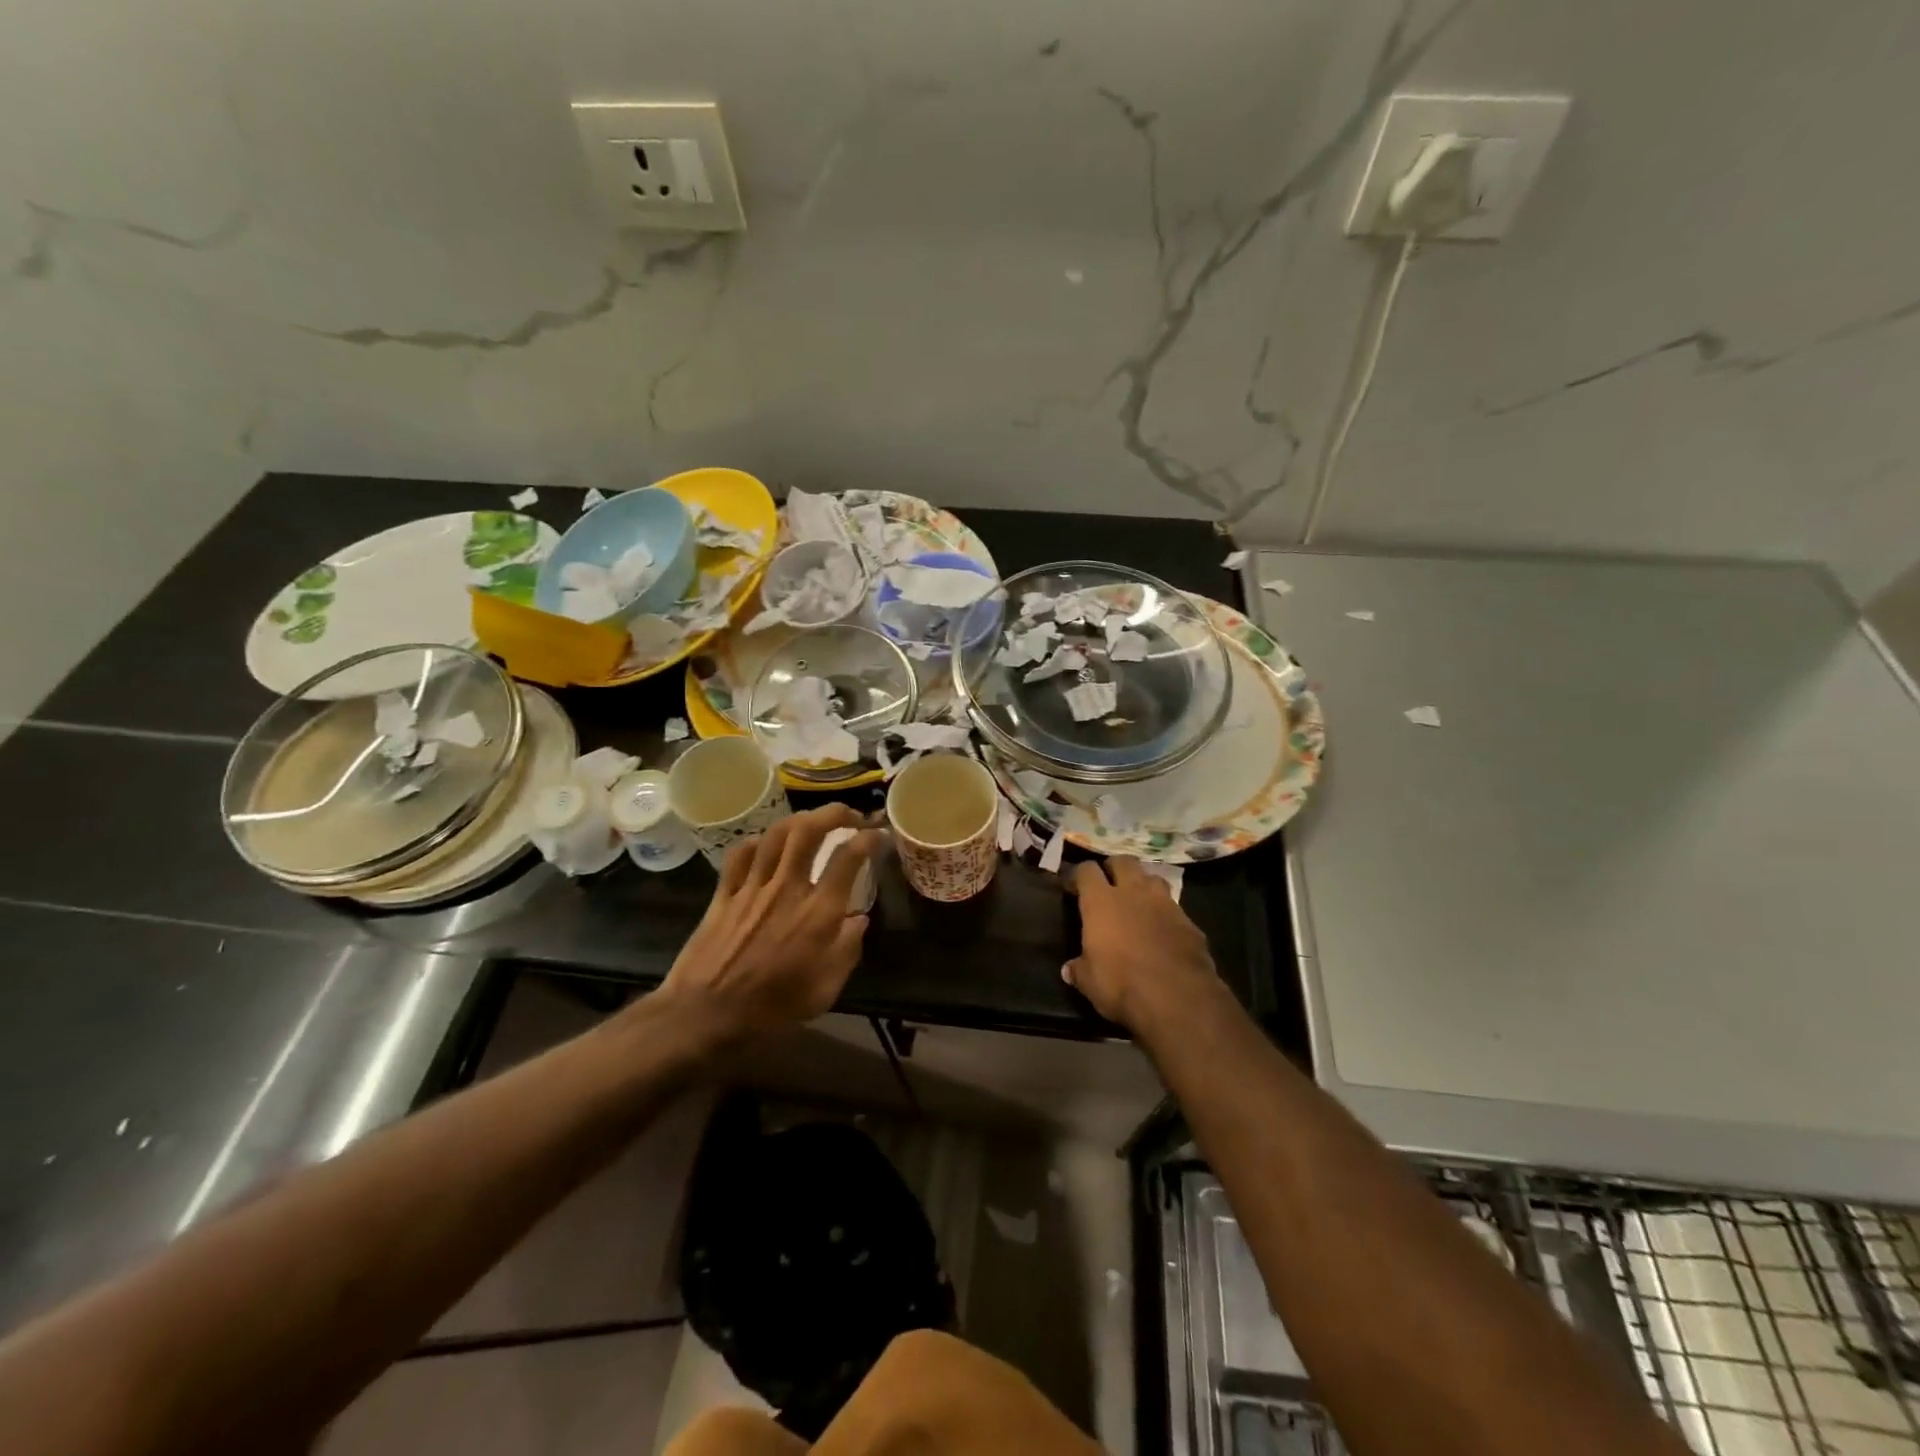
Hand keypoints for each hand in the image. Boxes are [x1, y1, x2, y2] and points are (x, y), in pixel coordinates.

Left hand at [659, 804, 883, 1039]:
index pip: (849, 857)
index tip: (879, 835)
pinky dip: (757, 842)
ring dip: (799, 820)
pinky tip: (765, 846)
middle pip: (810, 830)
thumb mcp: (825, 990)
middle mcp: (788, 888)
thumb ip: (848, 949)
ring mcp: (752, 887)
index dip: (869, 839)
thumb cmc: (773, 1009)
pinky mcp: (724, 894)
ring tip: (812, 823)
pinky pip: (740, 854)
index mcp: (819, 912)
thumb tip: (859, 919)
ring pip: (776, 834)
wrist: (706, 1016)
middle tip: (848, 817)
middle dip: (834, 813)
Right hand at [1063, 856, 1218, 1029]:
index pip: (1086, 870)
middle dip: (1114, 868)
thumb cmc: (1122, 984)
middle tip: (1108, 883)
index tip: (1072, 887)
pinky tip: (1163, 931)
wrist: (1178, 998)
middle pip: (1124, 861)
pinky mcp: (1190, 922)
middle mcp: (1133, 893)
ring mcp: (1166, 904)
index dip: (1078, 875)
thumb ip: (1079, 970)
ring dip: (1143, 885)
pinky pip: (1174, 908)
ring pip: (1153, 878)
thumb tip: (1069, 970)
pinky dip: (1165, 914)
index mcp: (1102, 902)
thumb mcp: (1090, 982)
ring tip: (1137, 901)